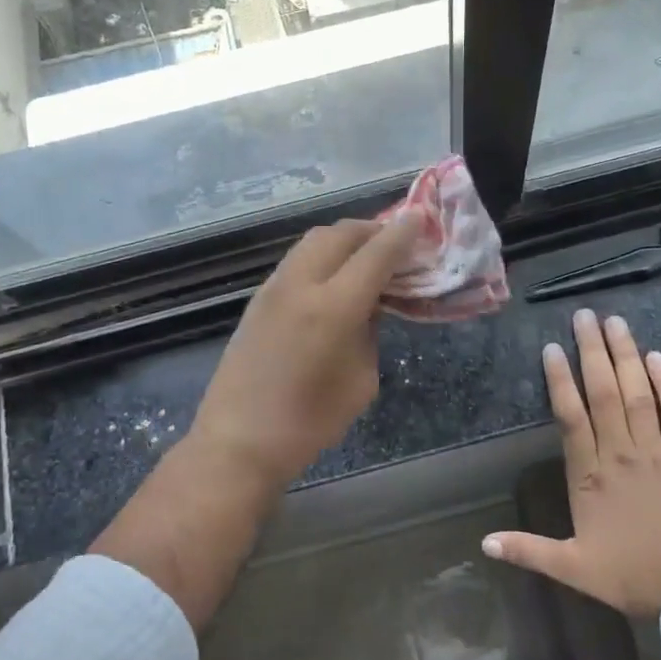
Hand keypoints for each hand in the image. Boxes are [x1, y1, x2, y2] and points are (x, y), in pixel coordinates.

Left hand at [189, 212, 424, 488]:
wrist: (239, 440)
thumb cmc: (310, 422)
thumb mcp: (361, 380)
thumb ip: (370, 331)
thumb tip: (370, 303)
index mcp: (333, 308)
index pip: (376, 254)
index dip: (402, 234)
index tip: (421, 219)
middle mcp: (301, 285)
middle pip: (340, 233)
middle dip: (372, 229)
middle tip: (395, 241)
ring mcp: (274, 288)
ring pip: (314, 241)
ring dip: (345, 239)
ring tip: (366, 254)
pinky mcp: (258, 299)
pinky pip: (297, 259)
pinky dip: (323, 255)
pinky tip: (334, 276)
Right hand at [483, 310, 660, 617]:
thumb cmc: (634, 578)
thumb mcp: (574, 570)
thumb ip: (528, 551)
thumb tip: (483, 543)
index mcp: (591, 476)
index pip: (571, 417)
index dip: (560, 380)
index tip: (553, 348)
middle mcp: (621, 454)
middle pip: (604, 393)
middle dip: (593, 352)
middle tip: (585, 316)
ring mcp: (657, 452)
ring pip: (638, 394)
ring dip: (626, 356)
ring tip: (616, 322)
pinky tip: (658, 358)